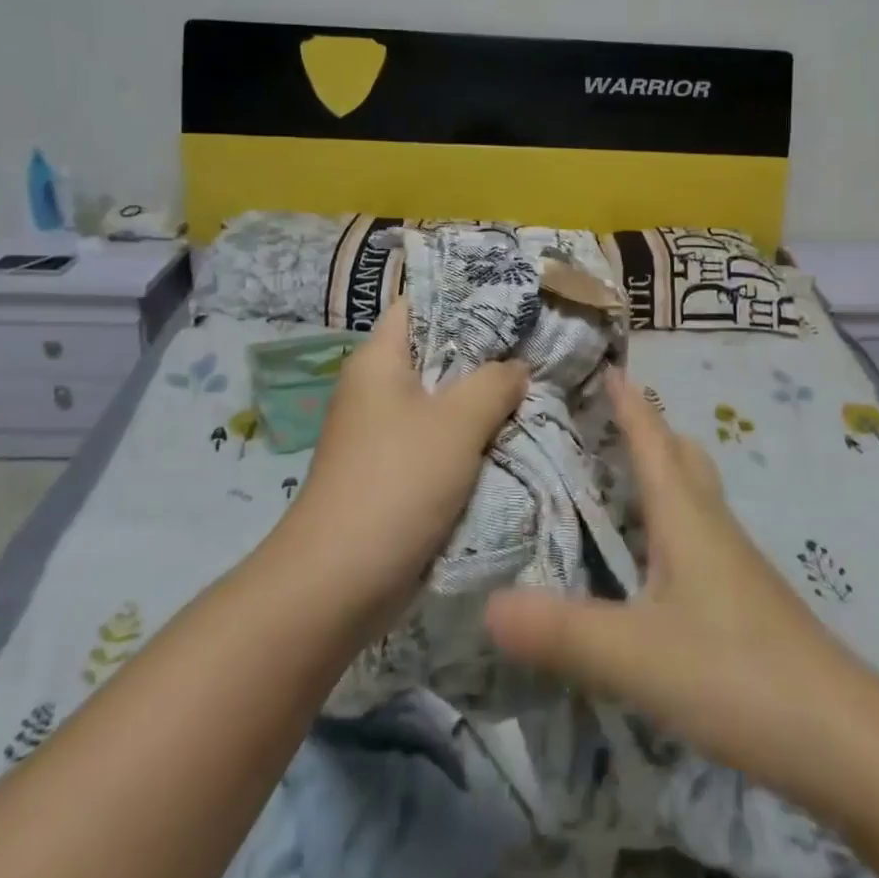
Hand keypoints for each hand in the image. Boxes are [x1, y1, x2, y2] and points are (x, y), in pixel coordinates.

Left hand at [283, 301, 527, 639]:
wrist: (338, 582)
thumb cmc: (398, 482)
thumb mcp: (458, 422)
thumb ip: (495, 382)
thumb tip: (516, 368)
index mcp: (380, 360)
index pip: (421, 304)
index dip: (465, 295)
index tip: (514, 298)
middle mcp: (377, 388)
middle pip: (437, 352)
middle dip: (487, 352)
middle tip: (539, 344)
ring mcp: (383, 432)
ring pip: (442, 400)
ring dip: (483, 400)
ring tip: (536, 386)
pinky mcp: (394, 471)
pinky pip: (439, 439)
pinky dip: (471, 437)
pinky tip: (512, 435)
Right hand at [484, 370, 865, 806]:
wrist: (844, 741)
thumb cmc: (737, 673)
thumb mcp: (636, 654)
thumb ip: (561, 631)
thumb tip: (486, 603)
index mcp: (686, 515)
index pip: (652, 438)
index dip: (628, 401)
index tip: (605, 363)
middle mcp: (711, 525)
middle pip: (680, 456)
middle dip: (646, 428)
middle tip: (603, 418)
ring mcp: (733, 564)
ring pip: (693, 495)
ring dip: (660, 472)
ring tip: (617, 478)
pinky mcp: (743, 601)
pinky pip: (698, 536)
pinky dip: (669, 521)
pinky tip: (651, 561)